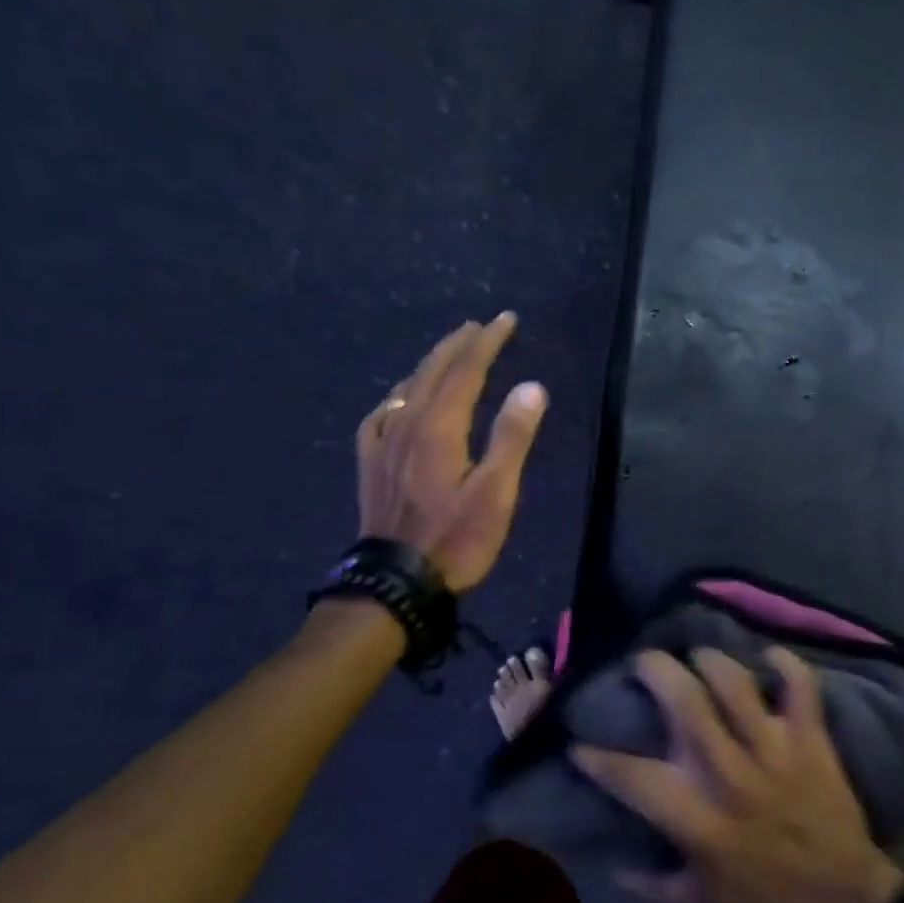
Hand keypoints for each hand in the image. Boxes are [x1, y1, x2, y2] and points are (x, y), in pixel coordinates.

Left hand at [357, 314, 547, 591]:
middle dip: (459, 344)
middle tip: (481, 325)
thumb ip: (512, 437)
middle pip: (433, 371)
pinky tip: (399, 399)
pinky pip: (381, 414)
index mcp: (439, 427)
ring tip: (449, 351)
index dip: (487, 342)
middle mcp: (407, 424)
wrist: (396, 581)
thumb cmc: (456, 538)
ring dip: (431, 363)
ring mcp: (384, 443)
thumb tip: (532, 387)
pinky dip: (398, 395)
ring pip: (406, 388)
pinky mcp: (371, 463)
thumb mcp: (496, 492)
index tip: (505, 320)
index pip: (466, 371)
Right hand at [574, 648, 903, 902]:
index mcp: (697, 817)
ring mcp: (774, 750)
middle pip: (685, 704)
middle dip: (656, 671)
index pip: (633, 777)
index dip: (598, 758)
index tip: (580, 743)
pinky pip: (801, 687)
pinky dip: (786, 663)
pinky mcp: (811, 739)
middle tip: (644, 660)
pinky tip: (769, 655)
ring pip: (736, 684)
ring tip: (698, 655)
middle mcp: (729, 773)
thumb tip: (611, 862)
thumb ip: (651, 884)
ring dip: (712, 660)